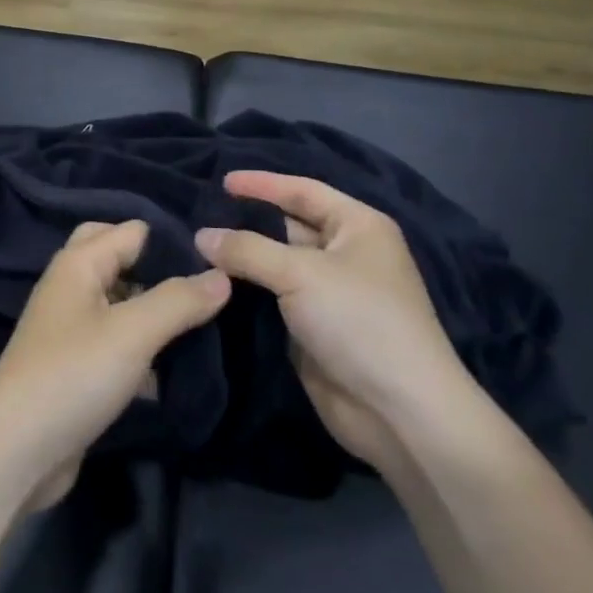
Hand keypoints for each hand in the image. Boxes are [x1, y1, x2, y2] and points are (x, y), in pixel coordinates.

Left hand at [0, 220, 231, 511]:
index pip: (133, 230)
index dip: (173, 241)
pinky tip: (176, 368)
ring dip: (155, 312)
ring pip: (121, 304)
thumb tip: (223, 275)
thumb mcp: (133, 333)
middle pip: (121, 261)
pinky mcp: (75, 367)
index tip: (219, 260)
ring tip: (207, 324)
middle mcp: (71, 286)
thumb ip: (179, 301)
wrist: (14, 453)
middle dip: (161, 273)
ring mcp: (71, 328)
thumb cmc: (73, 376)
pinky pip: (116, 343)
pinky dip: (143, 349)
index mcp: (78, 263)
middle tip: (205, 291)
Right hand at [196, 172, 476, 477]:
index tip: (222, 181)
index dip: (263, 184)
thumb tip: (201, 236)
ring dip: (243, 258)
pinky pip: (274, 298)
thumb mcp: (300, 273)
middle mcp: (346, 253)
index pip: (303, 191)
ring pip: (277, 264)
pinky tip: (212, 283)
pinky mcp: (314, 328)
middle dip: (248, 222)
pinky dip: (247, 290)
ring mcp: (330, 293)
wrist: (398, 411)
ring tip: (195, 246)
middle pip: (288, 226)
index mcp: (358, 226)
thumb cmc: (358, 320)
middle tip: (199, 216)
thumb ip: (247, 249)